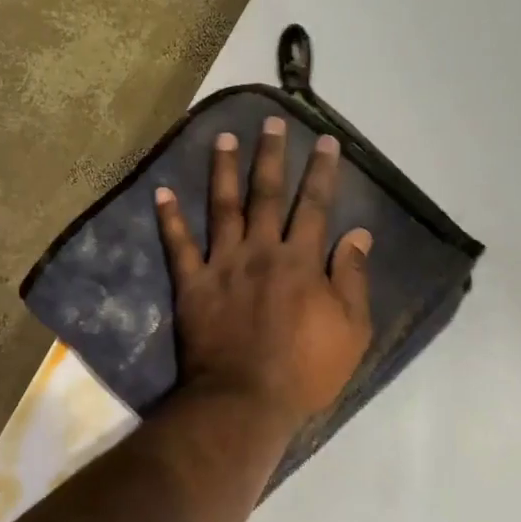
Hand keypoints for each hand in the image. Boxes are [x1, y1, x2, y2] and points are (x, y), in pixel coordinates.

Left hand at [155, 117, 373, 433]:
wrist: (245, 400)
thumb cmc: (305, 371)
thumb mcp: (352, 330)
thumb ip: (352, 278)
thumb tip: (358, 233)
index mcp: (301, 261)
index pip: (315, 206)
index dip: (322, 172)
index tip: (325, 141)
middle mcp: (261, 251)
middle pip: (267, 195)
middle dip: (271, 155)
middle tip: (270, 121)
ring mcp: (222, 265)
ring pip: (222, 208)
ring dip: (223, 170)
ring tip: (223, 138)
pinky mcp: (192, 285)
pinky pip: (178, 246)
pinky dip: (169, 218)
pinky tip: (162, 191)